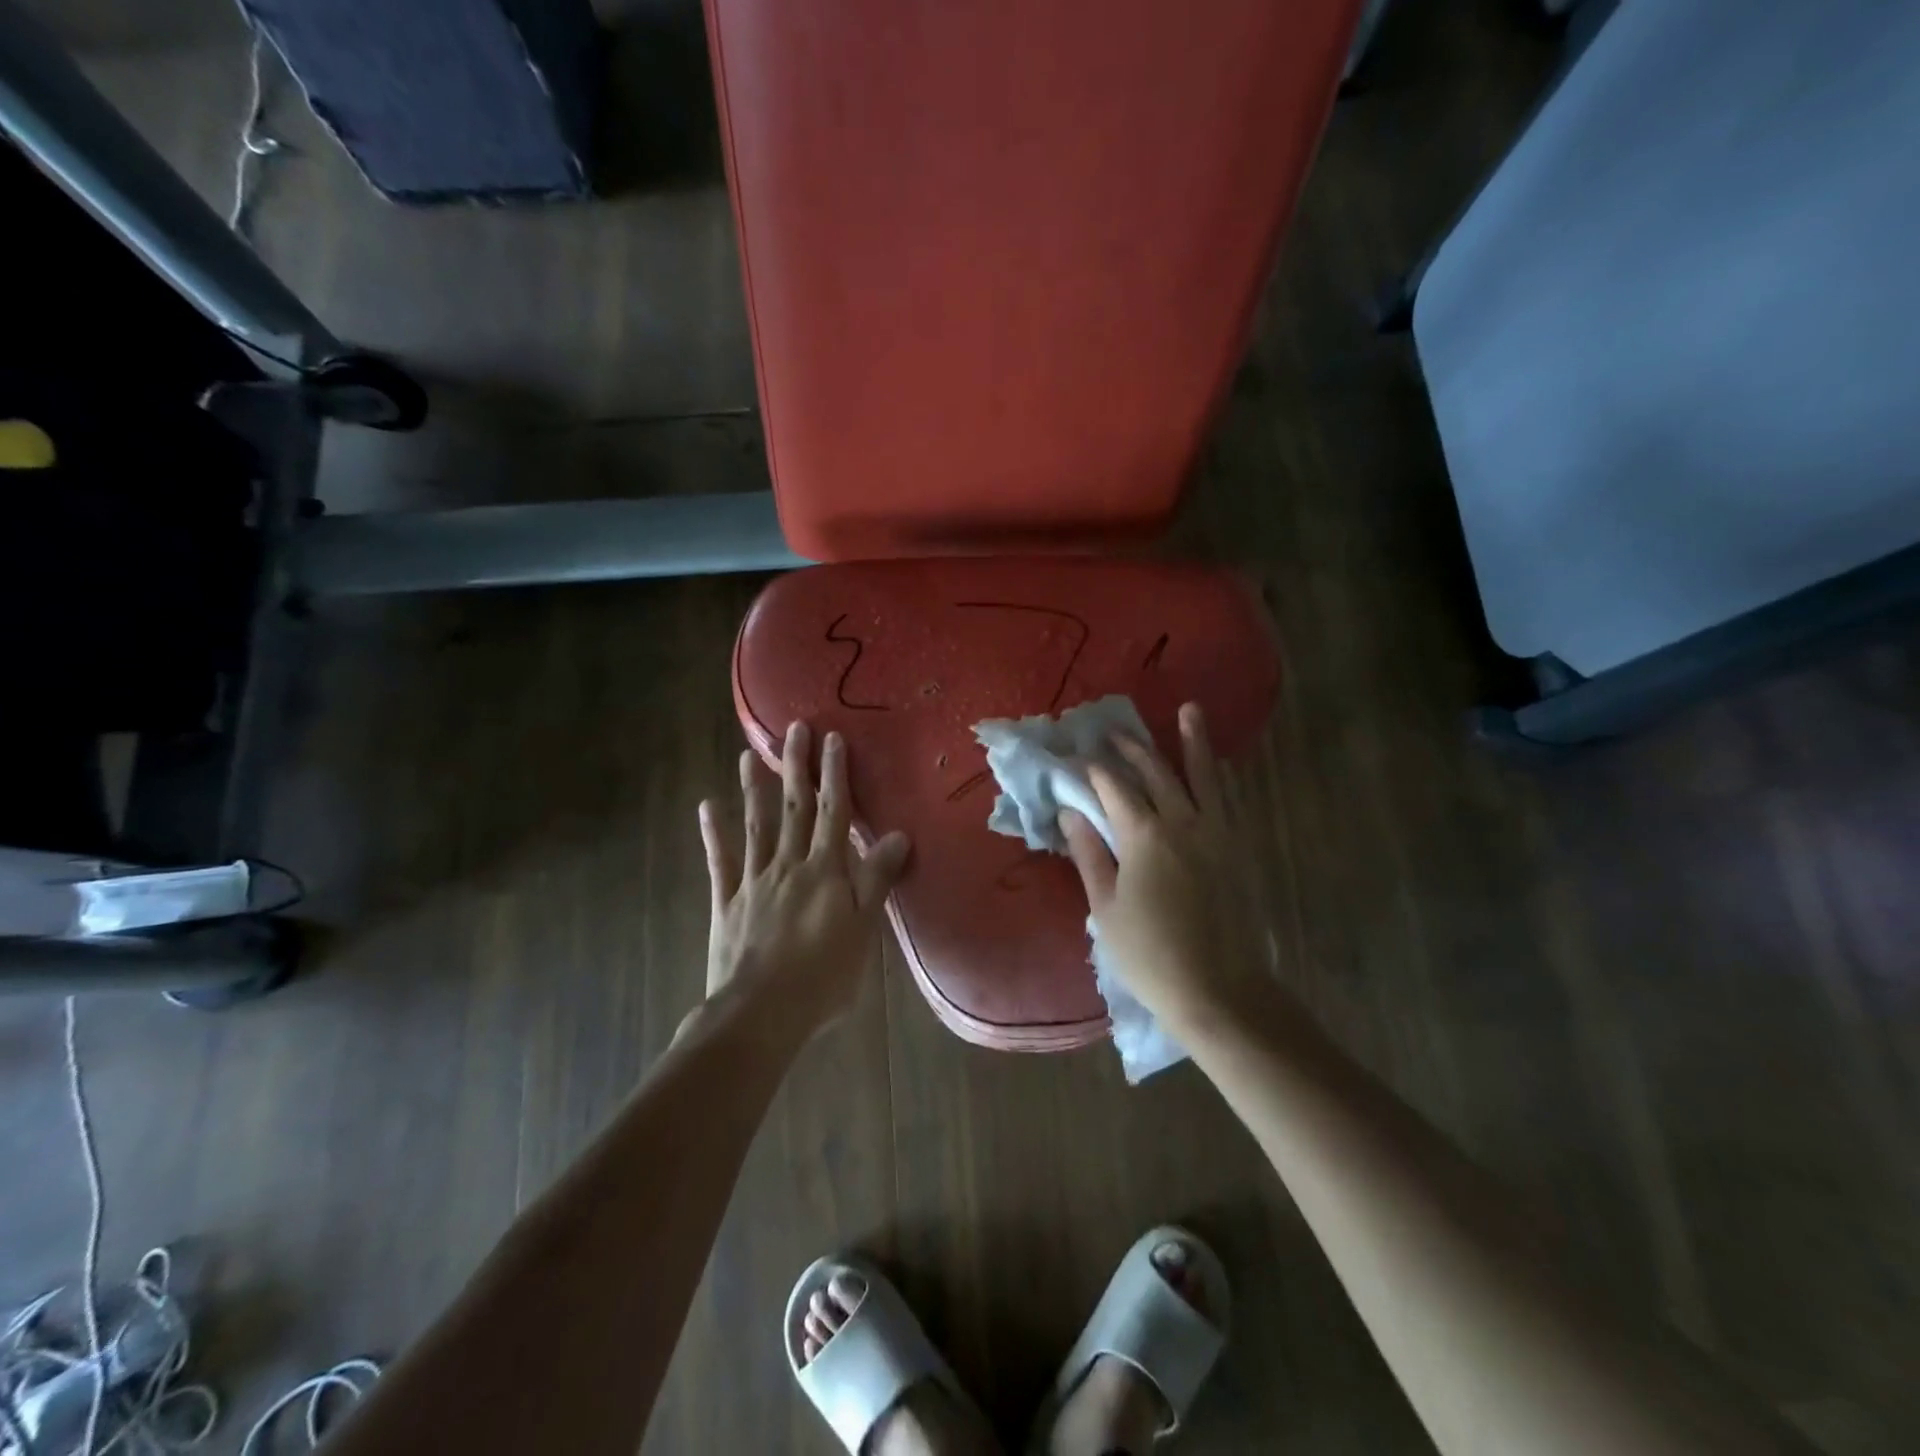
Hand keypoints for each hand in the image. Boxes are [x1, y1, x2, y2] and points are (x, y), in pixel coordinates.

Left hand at [697, 721, 910, 1035]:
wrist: (760, 1014)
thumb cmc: (823, 976)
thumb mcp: (864, 929)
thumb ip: (877, 879)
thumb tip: (898, 834)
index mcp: (825, 870)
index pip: (833, 812)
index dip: (835, 774)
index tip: (833, 738)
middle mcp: (788, 865)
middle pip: (793, 808)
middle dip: (796, 766)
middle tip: (793, 729)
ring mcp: (754, 881)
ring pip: (755, 826)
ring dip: (753, 789)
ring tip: (748, 756)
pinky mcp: (727, 902)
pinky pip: (721, 861)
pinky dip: (714, 833)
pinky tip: (706, 806)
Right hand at [1059, 703, 1273, 1039]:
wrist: (1220, 990)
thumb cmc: (1150, 954)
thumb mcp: (1106, 907)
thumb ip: (1089, 854)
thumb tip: (1071, 814)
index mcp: (1145, 837)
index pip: (1114, 789)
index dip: (1092, 771)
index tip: (1075, 757)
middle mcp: (1183, 823)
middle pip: (1156, 774)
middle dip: (1133, 748)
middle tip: (1113, 731)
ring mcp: (1217, 834)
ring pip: (1203, 777)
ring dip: (1193, 742)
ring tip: (1190, 711)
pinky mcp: (1237, 849)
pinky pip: (1227, 799)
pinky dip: (1218, 776)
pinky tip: (1216, 765)